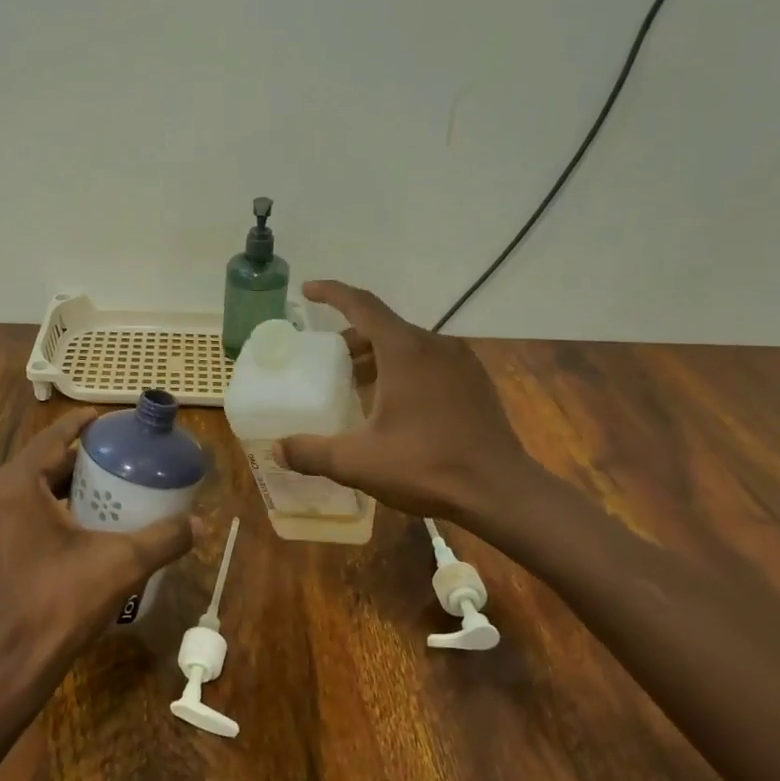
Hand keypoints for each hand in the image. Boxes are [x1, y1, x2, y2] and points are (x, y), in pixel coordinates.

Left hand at [0, 408, 196, 700]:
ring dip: (59, 485)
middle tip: (116, 458)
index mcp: (12, 485)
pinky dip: (41, 509)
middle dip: (76, 459)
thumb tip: (201, 523)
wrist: (8, 668)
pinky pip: (13, 513)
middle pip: (38, 464)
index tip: (109, 419)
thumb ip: (163, 538)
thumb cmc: (59, 605)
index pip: (52, 438)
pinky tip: (73, 522)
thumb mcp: (119, 565)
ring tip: (101, 486)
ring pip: (24, 489)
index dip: (83, 426)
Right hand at [274, 281, 548, 535]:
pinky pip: (431, 363)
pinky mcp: (476, 383)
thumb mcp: (358, 461)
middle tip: (327, 360)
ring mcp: (461, 363)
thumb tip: (278, 448)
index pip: (362, 305)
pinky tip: (396, 405)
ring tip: (356, 385)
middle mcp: (435, 346)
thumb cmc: (426, 465)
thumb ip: (312, 452)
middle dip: (351, 338)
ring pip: (409, 346)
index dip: (332, 293)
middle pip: (384, 327)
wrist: (501, 491)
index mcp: (405, 350)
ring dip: (378, 357)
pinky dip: (405, 370)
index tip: (308, 289)